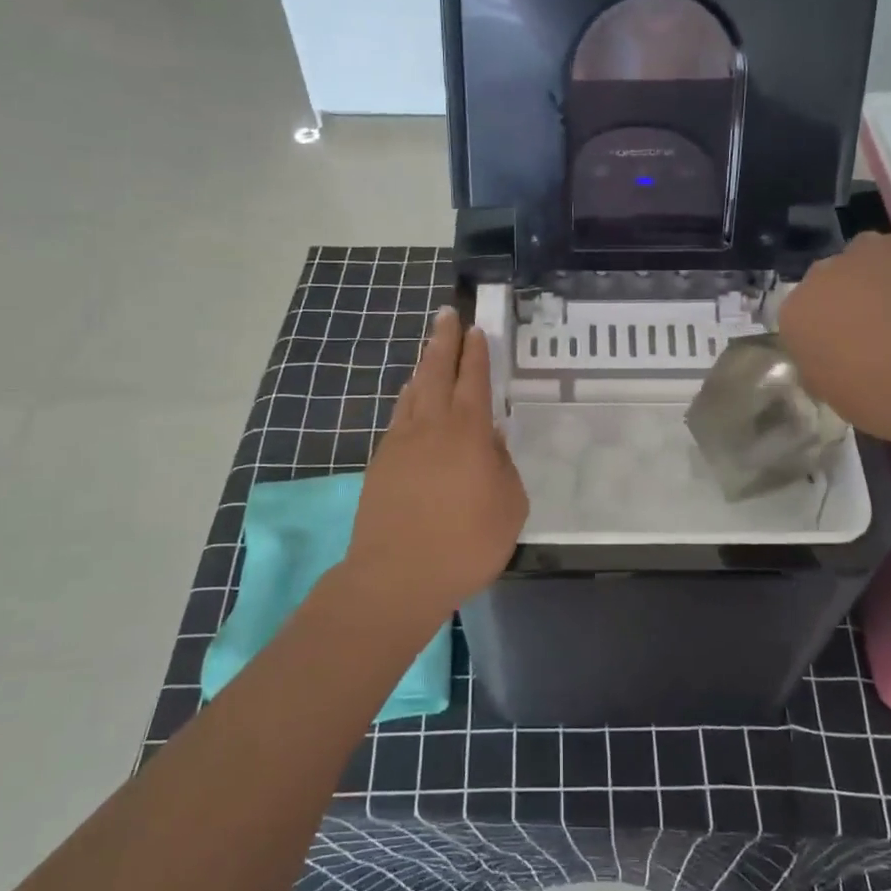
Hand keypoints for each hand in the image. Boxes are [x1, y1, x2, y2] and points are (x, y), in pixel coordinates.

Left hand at [344, 308, 526, 618]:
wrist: (397, 575)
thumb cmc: (466, 543)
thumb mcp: (509, 507)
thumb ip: (503, 466)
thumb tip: (492, 440)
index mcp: (469, 432)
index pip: (474, 380)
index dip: (476, 353)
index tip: (475, 329)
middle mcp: (432, 426)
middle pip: (436, 372)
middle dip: (443, 341)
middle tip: (446, 315)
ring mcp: (401, 443)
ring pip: (413, 392)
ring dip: (423, 367)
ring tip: (428, 352)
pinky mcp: (381, 463)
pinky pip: (398, 418)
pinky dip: (407, 400)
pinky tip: (410, 400)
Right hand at [777, 219, 890, 451]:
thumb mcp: (840, 399)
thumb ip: (824, 366)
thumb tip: (834, 354)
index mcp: (797, 314)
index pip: (800, 319)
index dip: (824, 337)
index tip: (847, 357)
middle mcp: (825, 272)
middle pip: (832, 281)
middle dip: (849, 301)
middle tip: (881, 334)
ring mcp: (875, 247)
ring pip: (870, 258)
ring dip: (883, 277)